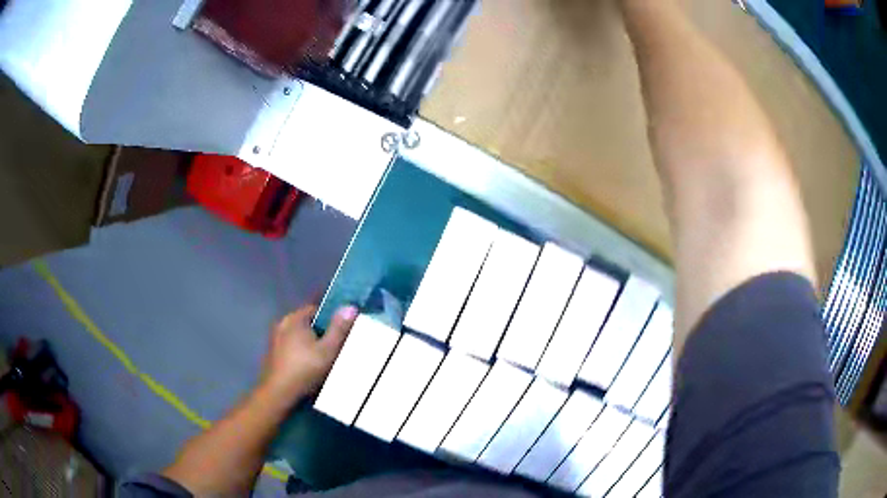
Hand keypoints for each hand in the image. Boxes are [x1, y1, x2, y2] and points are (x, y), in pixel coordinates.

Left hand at [260, 303, 357, 401]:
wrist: (278, 394)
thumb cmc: (305, 369)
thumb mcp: (329, 350)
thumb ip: (340, 329)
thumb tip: (350, 306)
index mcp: (294, 319)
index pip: (316, 309)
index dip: (331, 319)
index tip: (342, 332)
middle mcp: (282, 325)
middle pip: (307, 324)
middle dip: (321, 334)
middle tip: (335, 348)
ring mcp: (275, 341)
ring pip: (298, 338)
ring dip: (310, 345)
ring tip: (324, 360)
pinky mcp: (273, 355)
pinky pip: (291, 349)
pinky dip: (301, 355)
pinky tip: (308, 368)